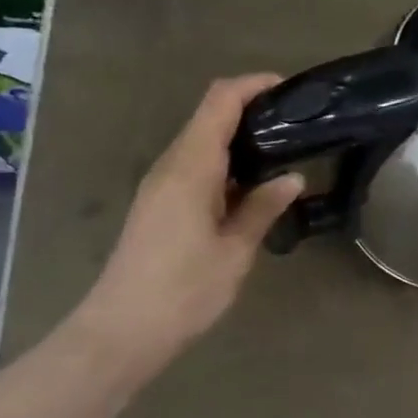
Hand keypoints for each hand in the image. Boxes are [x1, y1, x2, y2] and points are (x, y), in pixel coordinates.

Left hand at [65, 74, 302, 378]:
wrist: (120, 332)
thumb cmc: (183, 291)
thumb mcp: (234, 251)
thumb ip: (262, 208)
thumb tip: (292, 178)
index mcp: (191, 167)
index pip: (219, 101)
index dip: (253, 85)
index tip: (289, 89)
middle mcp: (171, 165)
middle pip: (210, 115)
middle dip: (252, 109)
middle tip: (296, 125)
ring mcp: (160, 184)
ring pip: (201, 140)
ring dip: (239, 138)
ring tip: (283, 152)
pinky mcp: (158, 203)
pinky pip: (195, 165)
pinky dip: (225, 162)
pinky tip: (251, 186)